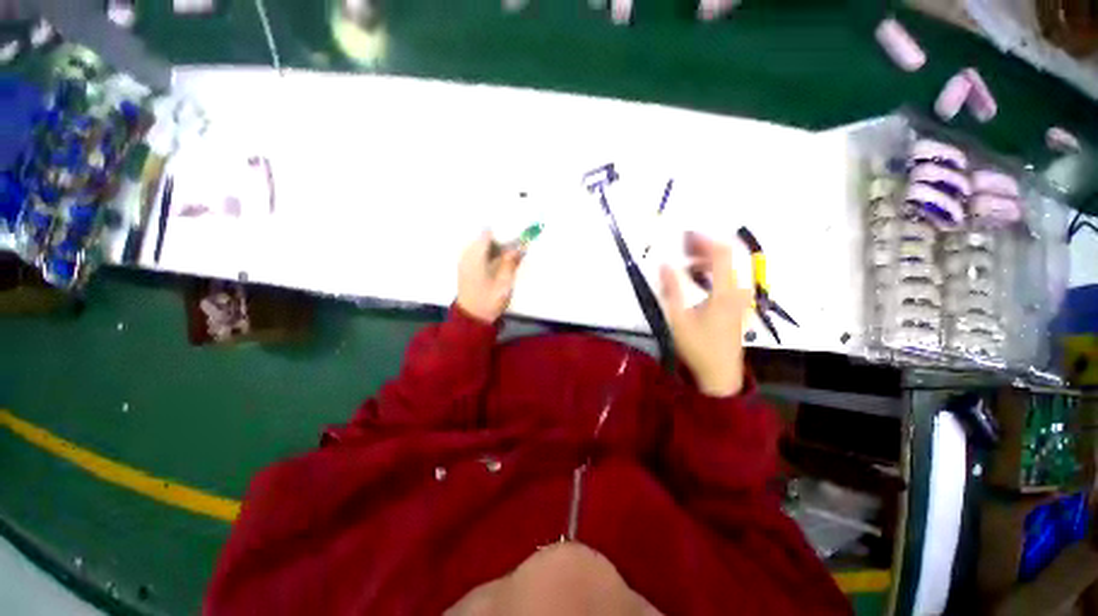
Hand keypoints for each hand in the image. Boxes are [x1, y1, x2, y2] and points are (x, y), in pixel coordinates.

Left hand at [457, 231, 522, 323]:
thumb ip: (511, 262)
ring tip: (511, 253)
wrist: (472, 318)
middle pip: (484, 237)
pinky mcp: (465, 267)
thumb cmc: (489, 300)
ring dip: (496, 246)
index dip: (503, 231)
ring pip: (482, 245)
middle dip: (501, 238)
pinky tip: (500, 261)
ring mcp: (464, 261)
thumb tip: (522, 245)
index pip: (488, 233)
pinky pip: (478, 253)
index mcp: (475, 256)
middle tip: (518, 244)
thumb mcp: (504, 282)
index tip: (517, 234)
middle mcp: (467, 254)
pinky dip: (490, 253)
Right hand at [659, 232, 752, 396]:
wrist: (720, 373)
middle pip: (729, 256)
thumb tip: (664, 263)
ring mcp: (741, 297)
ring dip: (709, 257)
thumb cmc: (698, 346)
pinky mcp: (738, 303)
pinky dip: (713, 269)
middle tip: (683, 242)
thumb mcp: (678, 319)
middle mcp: (738, 290)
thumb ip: (671, 289)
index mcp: (724, 292)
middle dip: (706, 244)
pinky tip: (697, 276)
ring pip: (730, 266)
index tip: (685, 234)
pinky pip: (729, 276)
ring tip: (686, 258)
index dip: (704, 239)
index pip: (721, 254)